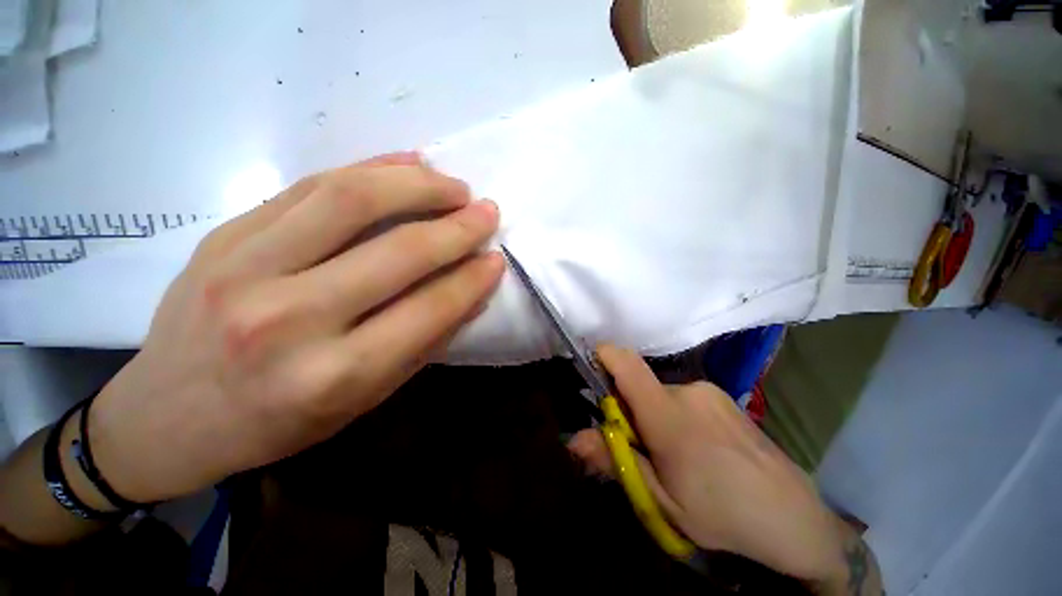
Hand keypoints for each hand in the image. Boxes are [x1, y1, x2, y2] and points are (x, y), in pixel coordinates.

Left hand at [88, 153, 502, 502]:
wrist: (165, 417)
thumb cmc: (275, 422)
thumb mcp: (363, 398)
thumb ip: (423, 343)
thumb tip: (471, 295)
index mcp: (333, 375)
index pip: (428, 309)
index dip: (471, 279)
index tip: (497, 259)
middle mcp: (289, 319)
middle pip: (396, 251)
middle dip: (456, 226)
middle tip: (487, 211)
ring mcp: (244, 267)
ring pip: (349, 198)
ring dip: (416, 184)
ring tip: (452, 184)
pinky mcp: (224, 235)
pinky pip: (308, 186)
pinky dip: (367, 168)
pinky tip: (405, 164)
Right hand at [568, 345, 850, 584]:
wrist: (795, 518)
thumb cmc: (722, 514)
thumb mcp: (660, 500)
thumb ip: (615, 462)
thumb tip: (573, 439)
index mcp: (669, 415)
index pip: (627, 364)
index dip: (604, 357)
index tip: (592, 371)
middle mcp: (688, 391)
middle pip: (640, 386)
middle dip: (631, 410)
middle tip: (643, 449)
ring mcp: (710, 391)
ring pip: (662, 394)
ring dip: (655, 415)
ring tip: (676, 455)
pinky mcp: (723, 396)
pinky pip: (684, 397)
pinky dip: (677, 415)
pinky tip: (700, 449)